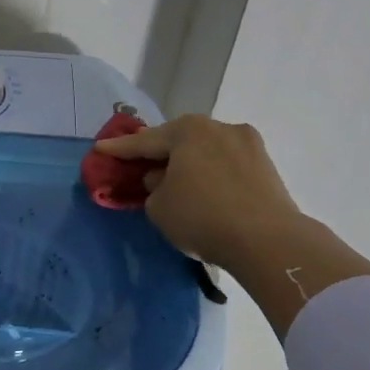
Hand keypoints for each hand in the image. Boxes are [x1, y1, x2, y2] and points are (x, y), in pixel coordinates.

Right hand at [93, 115, 305, 274]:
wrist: (269, 242)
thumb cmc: (202, 217)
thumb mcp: (158, 206)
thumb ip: (153, 188)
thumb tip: (163, 180)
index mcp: (188, 130)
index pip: (144, 141)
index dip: (119, 149)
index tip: (100, 148)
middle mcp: (219, 127)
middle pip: (179, 140)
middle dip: (159, 152)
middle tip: (139, 163)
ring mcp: (248, 145)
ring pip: (206, 151)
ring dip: (189, 163)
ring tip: (175, 180)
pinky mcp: (267, 167)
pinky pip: (227, 166)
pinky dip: (211, 175)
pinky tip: (204, 190)